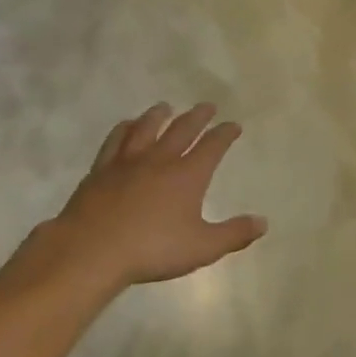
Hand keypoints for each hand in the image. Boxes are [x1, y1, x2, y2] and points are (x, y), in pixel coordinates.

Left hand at [34, 103, 266, 293]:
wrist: (92, 249)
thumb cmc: (152, 249)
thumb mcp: (201, 248)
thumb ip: (234, 234)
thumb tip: (263, 222)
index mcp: (188, 175)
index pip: (212, 146)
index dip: (225, 134)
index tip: (233, 125)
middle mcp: (160, 159)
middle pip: (182, 129)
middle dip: (198, 117)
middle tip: (207, 106)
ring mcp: (128, 161)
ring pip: (147, 128)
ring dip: (159, 115)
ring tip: (166, 107)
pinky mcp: (102, 169)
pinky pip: (116, 140)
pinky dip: (125, 128)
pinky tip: (126, 125)